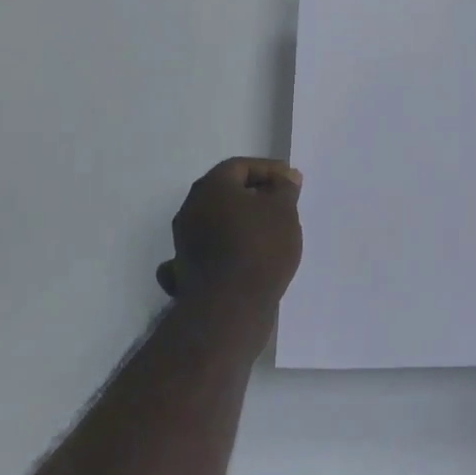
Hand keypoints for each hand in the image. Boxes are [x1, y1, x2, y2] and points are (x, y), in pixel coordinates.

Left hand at [157, 157, 303, 314]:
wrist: (229, 308)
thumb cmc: (259, 247)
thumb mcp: (283, 210)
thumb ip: (284, 188)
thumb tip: (285, 177)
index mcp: (211, 187)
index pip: (241, 166)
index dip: (269, 170)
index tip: (291, 183)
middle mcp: (191, 209)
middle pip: (226, 193)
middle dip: (255, 196)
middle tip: (282, 205)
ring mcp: (184, 243)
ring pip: (216, 223)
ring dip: (240, 224)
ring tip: (270, 234)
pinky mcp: (186, 273)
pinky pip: (206, 253)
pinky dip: (223, 252)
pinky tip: (239, 259)